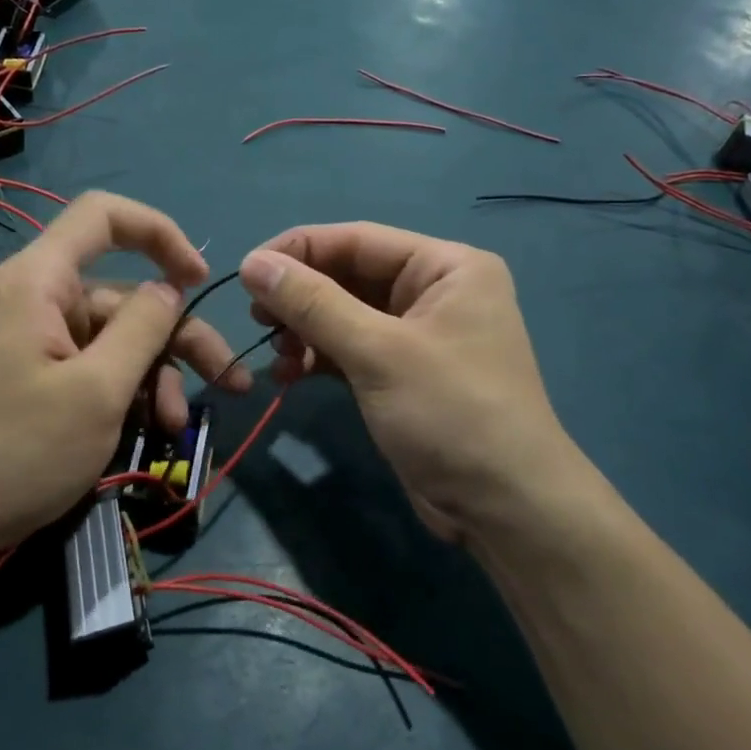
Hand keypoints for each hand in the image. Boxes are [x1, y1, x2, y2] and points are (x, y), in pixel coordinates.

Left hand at [0, 193, 250, 568]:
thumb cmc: (16, 453)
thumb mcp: (97, 391)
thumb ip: (143, 328)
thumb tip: (169, 289)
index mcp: (40, 281)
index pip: (103, 216)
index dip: (159, 233)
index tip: (197, 278)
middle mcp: (36, 299)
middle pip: (124, 295)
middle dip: (178, 336)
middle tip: (227, 382)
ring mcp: (34, 340)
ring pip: (115, 339)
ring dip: (155, 377)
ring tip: (174, 427)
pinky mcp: (35, 376)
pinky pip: (93, 367)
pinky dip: (125, 392)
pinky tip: (147, 432)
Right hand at [239, 223, 605, 550]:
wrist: (505, 510)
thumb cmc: (450, 414)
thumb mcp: (377, 352)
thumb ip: (312, 303)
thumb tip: (252, 262)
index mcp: (446, 267)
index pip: (358, 239)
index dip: (298, 250)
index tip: (245, 271)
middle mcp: (434, 291)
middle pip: (349, 276)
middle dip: (300, 296)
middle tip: (256, 319)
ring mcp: (418, 335)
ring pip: (345, 314)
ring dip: (305, 330)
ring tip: (278, 354)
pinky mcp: (402, 373)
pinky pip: (350, 349)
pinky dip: (319, 358)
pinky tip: (289, 375)